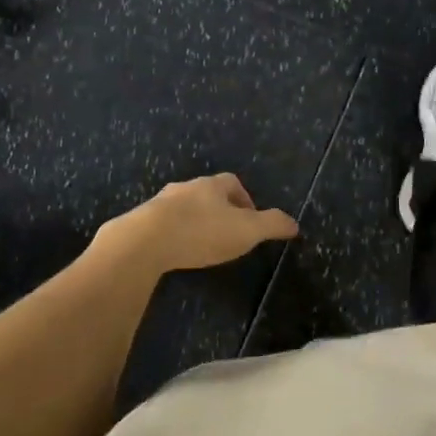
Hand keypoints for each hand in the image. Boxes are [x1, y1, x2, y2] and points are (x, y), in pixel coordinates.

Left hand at [94, 174, 298, 275]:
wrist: (145, 242)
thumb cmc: (202, 232)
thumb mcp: (246, 231)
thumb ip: (272, 225)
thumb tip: (295, 223)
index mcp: (211, 185)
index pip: (233, 183)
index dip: (245, 198)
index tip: (251, 219)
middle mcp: (185, 188)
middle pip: (206, 193)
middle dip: (219, 210)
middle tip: (228, 233)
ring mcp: (160, 203)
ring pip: (183, 208)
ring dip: (194, 221)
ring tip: (201, 244)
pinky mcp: (141, 222)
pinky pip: (163, 224)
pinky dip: (173, 234)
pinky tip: (176, 252)